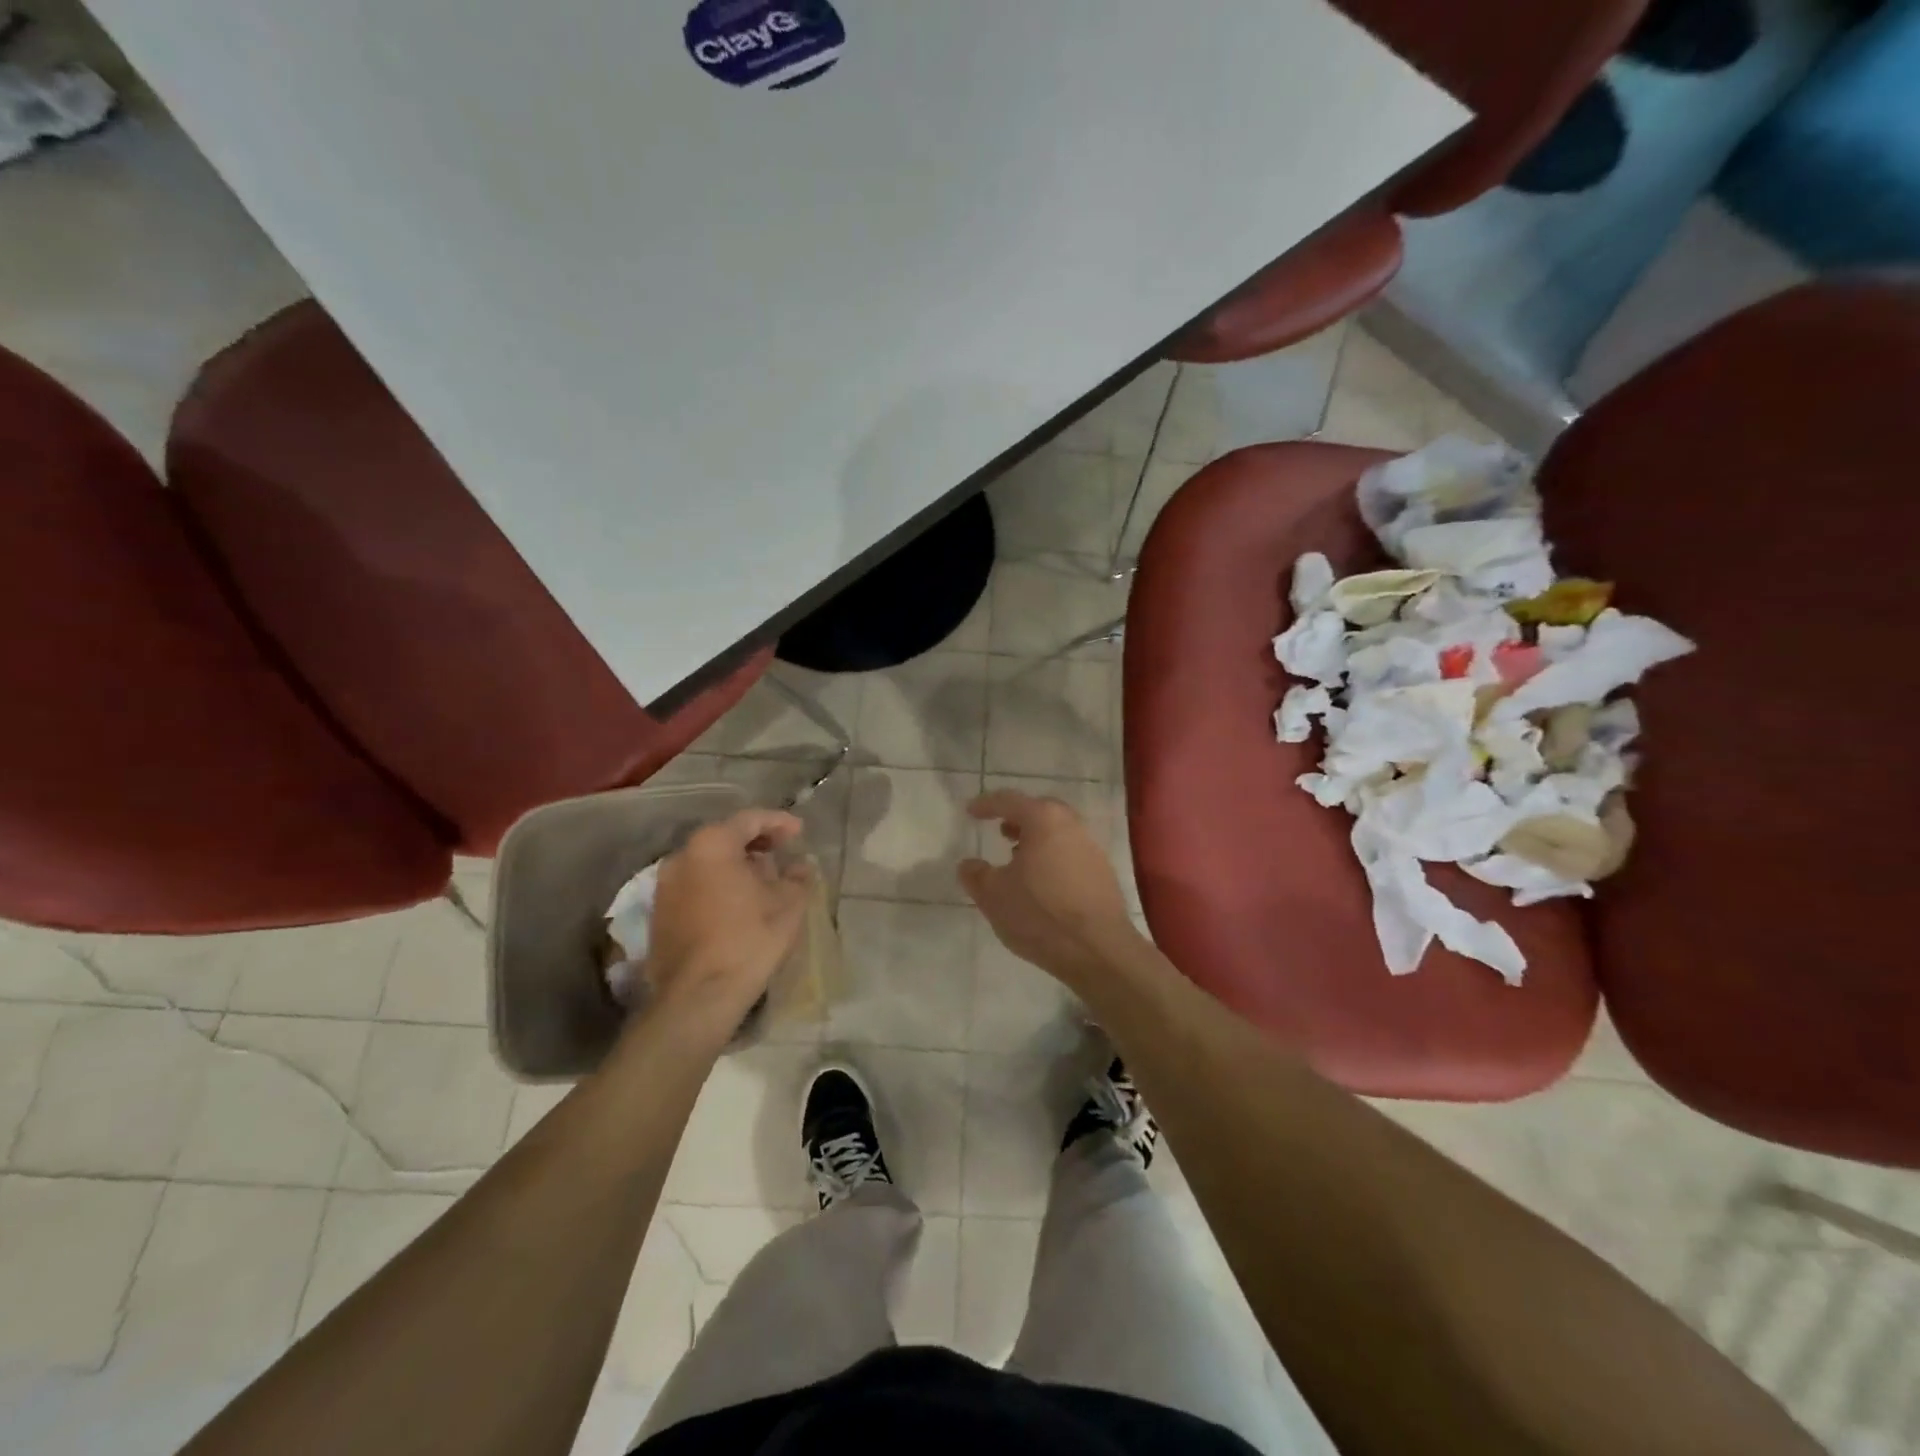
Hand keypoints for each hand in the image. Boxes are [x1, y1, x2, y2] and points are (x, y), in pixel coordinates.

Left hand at [643, 809, 813, 1046]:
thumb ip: (797, 877)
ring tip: (764, 881)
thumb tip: (800, 867)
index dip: (779, 822)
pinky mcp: (659, 915)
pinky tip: (739, 905)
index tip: (800, 832)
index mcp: (712, 845)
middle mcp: (681, 857)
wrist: (698, 997)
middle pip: (724, 838)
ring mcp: (665, 887)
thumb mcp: (788, 904)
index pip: (750, 820)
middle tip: (783, 853)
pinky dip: (718, 886)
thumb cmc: (749, 939)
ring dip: (736, 866)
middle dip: (756, 844)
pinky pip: (695, 887)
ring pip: (707, 864)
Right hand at [958, 791, 1144, 992]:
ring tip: (1018, 860)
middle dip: (1018, 818)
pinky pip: (1071, 853)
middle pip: (1040, 811)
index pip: (1009, 801)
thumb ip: (976, 875)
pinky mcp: (1103, 873)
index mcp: (1043, 820)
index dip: (986, 805)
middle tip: (1001, 831)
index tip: (970, 812)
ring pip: (1058, 832)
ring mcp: (1092, 848)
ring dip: (1036, 840)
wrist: (1098, 950)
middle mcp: (1071, 825)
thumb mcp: (994, 896)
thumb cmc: (1040, 913)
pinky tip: (1042, 883)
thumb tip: (969, 864)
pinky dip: (1052, 857)